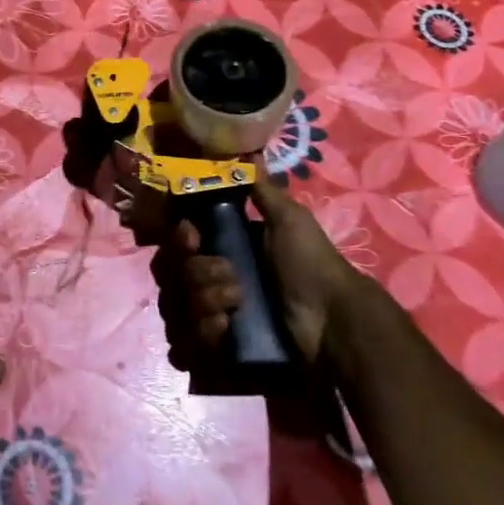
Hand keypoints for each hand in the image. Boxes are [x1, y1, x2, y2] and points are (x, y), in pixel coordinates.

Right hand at [153, 177, 363, 370]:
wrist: (332, 321)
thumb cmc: (309, 264)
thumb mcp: (289, 220)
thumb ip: (263, 190)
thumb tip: (251, 153)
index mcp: (222, 249)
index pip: (178, 242)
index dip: (178, 239)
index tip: (193, 237)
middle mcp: (209, 281)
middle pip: (172, 274)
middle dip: (199, 275)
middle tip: (233, 280)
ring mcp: (210, 316)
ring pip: (176, 308)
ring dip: (203, 304)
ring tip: (236, 308)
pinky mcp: (217, 351)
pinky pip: (185, 345)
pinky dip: (202, 336)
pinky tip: (226, 333)